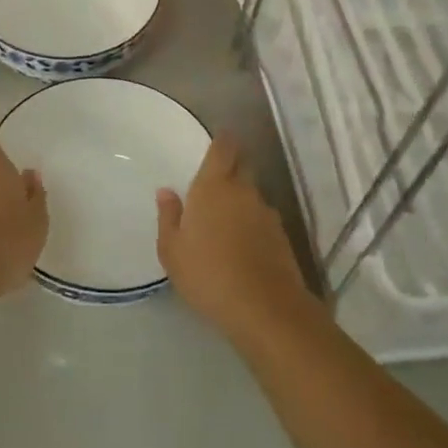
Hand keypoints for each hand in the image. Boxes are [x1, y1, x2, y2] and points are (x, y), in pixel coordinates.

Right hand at [157, 136, 315, 346]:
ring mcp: (266, 213)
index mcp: (213, 187)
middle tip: (215, 181)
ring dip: (241, 199)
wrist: (264, 308)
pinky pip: (262, 219)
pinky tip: (242, 243)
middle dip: (231, 167)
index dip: (222, 141)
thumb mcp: (172, 250)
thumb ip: (168, 217)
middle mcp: (243, 191)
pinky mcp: (281, 236)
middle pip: (241, 166)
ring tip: (225, 219)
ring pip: (252, 194)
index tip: (218, 140)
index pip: (223, 149)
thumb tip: (166, 192)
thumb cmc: (207, 274)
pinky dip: (252, 223)